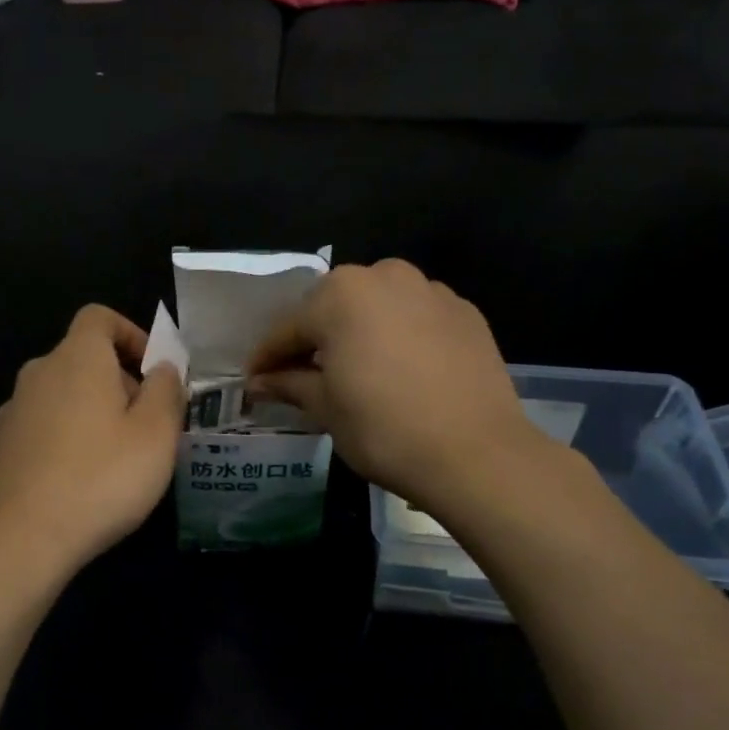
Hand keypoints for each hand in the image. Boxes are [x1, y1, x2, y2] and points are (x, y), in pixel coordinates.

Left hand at [0, 305, 183, 571]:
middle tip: (149, 426)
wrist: (19, 538)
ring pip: (64, 396)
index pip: (99, 317)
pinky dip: (69, 439)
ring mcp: (14, 412)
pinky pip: (45, 427)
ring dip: (95, 413)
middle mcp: (39, 374)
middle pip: (84, 359)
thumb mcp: (156, 434)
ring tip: (120, 458)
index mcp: (77, 358)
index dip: (132, 334)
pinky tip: (85, 481)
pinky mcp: (3, 448)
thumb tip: (162, 368)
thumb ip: (166, 391)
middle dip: (120, 382)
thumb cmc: (100, 478)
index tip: (154, 372)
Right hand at [247, 260, 551, 518]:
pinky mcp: (464, 311)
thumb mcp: (326, 408)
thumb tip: (259, 381)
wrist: (475, 453)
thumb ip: (289, 384)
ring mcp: (429, 290)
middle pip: (332, 307)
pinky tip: (399, 368)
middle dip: (313, 338)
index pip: (288, 328)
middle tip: (302, 375)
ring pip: (376, 306)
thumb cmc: (384, 429)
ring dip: (357, 331)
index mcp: (340, 296)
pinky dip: (397, 335)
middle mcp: (384, 277)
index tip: (253, 380)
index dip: (267, 357)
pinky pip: (414, 316)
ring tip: (353, 369)